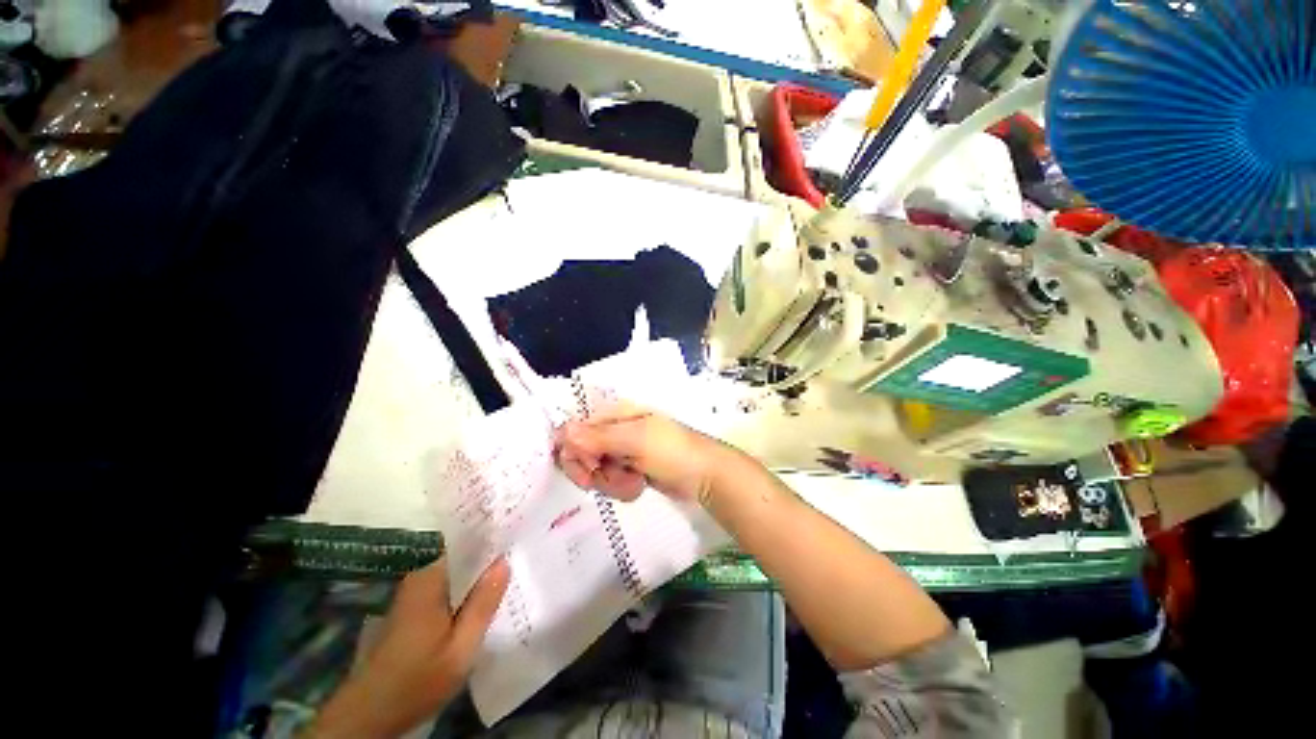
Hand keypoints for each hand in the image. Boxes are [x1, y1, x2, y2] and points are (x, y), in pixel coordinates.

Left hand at [308, 557, 509, 738]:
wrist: (370, 714)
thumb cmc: (417, 680)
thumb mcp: (460, 648)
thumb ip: (483, 604)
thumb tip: (504, 562)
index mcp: (430, 579)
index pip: (466, 544)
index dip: (492, 539)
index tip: (517, 534)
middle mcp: (419, 578)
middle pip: (462, 557)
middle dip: (488, 558)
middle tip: (520, 557)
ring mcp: (414, 593)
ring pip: (456, 574)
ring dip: (478, 576)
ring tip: (509, 576)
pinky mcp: (412, 609)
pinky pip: (447, 588)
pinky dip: (465, 591)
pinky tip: (483, 602)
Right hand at [554, 402, 721, 502]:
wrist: (704, 476)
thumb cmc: (672, 451)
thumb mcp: (636, 441)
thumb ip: (598, 438)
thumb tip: (562, 431)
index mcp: (616, 415)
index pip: (576, 430)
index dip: (575, 452)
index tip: (589, 468)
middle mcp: (614, 431)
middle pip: (581, 453)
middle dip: (594, 471)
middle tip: (605, 479)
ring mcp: (622, 452)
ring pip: (595, 471)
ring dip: (612, 482)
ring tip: (635, 481)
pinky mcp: (629, 470)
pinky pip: (610, 482)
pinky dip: (622, 488)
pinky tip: (640, 486)